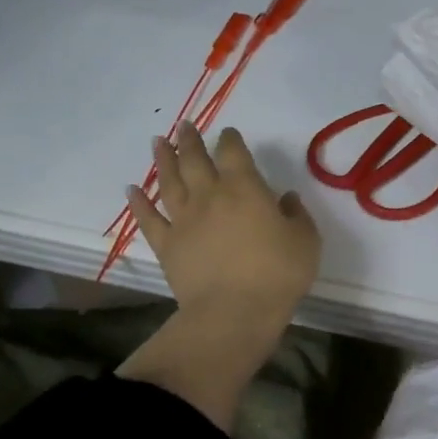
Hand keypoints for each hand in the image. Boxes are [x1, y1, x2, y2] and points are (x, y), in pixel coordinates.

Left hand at [126, 122, 320, 329]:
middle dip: (189, 140)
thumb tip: (286, 198)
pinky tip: (132, 189)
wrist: (233, 313)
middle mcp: (209, 196)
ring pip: (169, 181)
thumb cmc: (277, 274)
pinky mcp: (166, 245)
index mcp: (244, 188)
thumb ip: (297, 215)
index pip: (233, 152)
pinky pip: (148, 219)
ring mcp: (184, 220)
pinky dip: (139, 202)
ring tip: (158, 142)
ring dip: (163, 160)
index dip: (230, 139)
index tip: (228, 133)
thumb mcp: (305, 241)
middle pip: (195, 160)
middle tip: (184, 126)